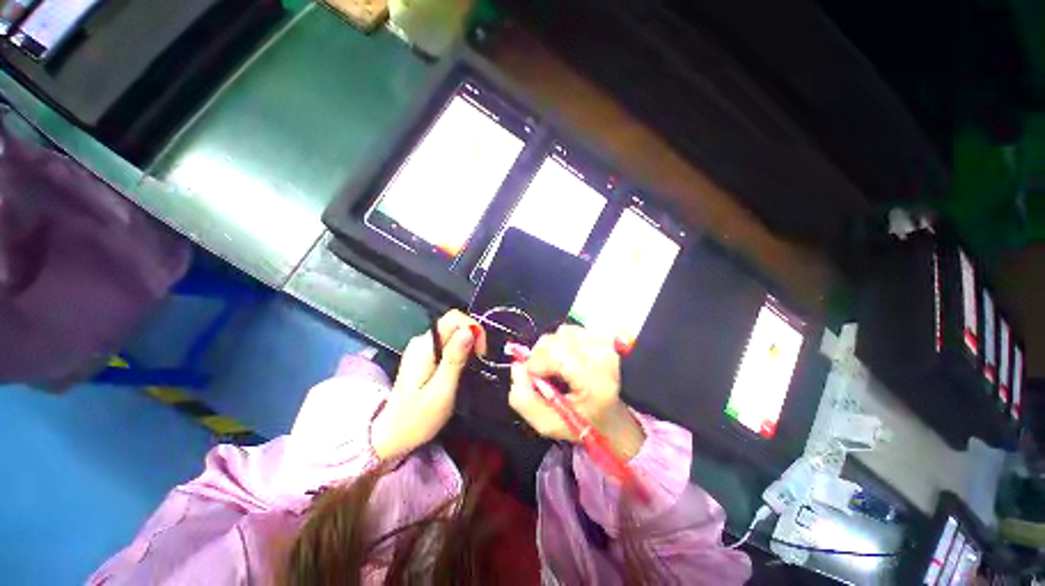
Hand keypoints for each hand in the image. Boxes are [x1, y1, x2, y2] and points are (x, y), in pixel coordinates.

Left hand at [371, 310, 485, 459]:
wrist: (392, 436)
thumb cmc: (417, 418)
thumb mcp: (441, 391)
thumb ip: (455, 359)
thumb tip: (469, 331)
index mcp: (424, 346)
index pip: (453, 318)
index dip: (473, 328)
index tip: (481, 352)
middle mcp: (422, 341)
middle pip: (454, 324)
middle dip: (472, 337)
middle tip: (479, 362)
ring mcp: (421, 348)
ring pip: (453, 334)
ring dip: (468, 346)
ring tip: (471, 368)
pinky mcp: (424, 356)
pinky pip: (448, 344)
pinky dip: (460, 352)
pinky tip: (461, 369)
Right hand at [509, 325, 644, 459]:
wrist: (610, 416)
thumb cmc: (578, 423)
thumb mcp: (546, 423)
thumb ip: (524, 399)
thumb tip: (517, 366)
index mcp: (594, 383)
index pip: (558, 356)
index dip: (537, 363)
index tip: (533, 376)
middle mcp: (603, 358)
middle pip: (556, 341)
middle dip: (540, 356)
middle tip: (544, 373)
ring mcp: (605, 345)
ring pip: (560, 333)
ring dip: (551, 349)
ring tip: (558, 367)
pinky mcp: (603, 337)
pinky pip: (570, 330)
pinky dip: (561, 342)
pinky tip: (567, 358)